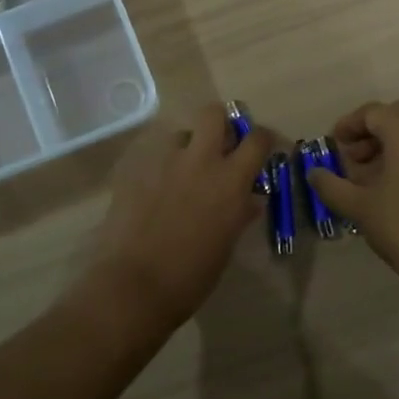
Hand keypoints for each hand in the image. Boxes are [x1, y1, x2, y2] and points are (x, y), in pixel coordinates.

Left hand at [79, 102, 273, 336]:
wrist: (134, 285)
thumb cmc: (191, 275)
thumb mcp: (226, 245)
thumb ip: (239, 214)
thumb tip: (248, 200)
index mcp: (231, 181)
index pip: (257, 139)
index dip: (263, 138)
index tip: (263, 146)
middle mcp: (200, 161)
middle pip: (214, 113)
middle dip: (222, 122)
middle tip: (222, 143)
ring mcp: (164, 163)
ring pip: (181, 133)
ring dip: (188, 146)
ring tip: (185, 172)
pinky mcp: (136, 171)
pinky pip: (155, 157)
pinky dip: (162, 168)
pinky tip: (156, 192)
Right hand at [305, 100, 398, 296]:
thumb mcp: (358, 207)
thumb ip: (331, 185)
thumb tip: (314, 173)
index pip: (373, 112)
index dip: (349, 125)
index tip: (334, 144)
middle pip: (397, 116)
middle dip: (371, 132)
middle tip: (352, 158)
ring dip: (392, 143)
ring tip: (371, 175)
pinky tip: (396, 185)